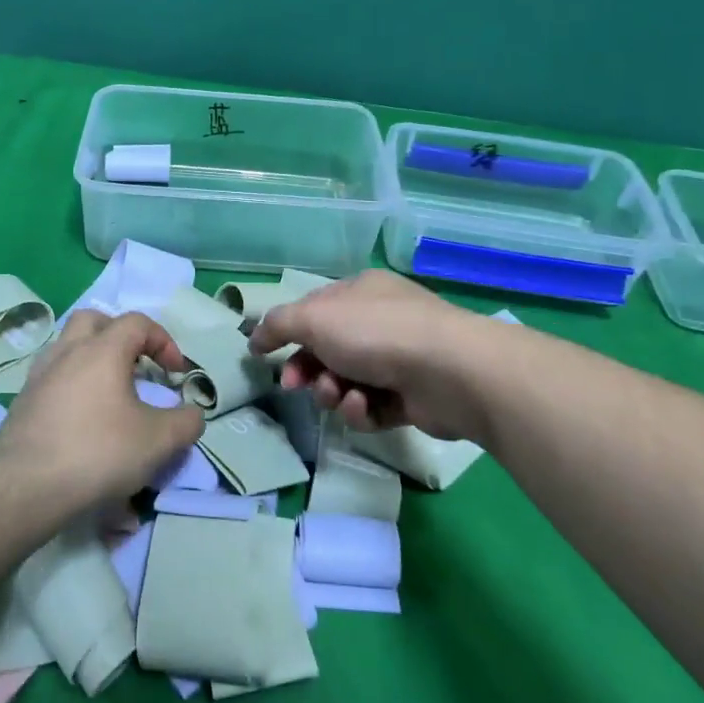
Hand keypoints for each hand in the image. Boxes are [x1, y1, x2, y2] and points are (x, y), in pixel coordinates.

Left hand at [0, 311, 204, 505]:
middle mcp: (67, 352)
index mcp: (102, 350)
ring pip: (67, 346)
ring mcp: (39, 375)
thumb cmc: (97, 452)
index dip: (163, 341)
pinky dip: (72, 384)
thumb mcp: (158, 441)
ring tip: (109, 392)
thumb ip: (185, 423)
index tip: (175, 372)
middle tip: (135, 365)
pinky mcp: (22, 401)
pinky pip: (52, 377)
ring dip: (92, 358)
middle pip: (93, 320)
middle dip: (120, 335)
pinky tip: (82, 417)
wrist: (25, 487)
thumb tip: (192, 414)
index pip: (137, 322)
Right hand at [249, 270, 487, 438]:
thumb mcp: (314, 318)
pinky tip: (364, 407)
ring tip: (341, 396)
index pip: (314, 310)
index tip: (264, 356)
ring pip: (347, 381)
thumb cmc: (376, 332)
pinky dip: (362, 410)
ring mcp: (400, 359)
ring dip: (334, 392)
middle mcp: (381, 321)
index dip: (288, 333)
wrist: (450, 371)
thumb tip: (253, 337)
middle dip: (308, 370)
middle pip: (328, 350)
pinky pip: (372, 407)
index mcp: (361, 292)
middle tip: (295, 386)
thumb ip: (277, 325)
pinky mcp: (412, 397)